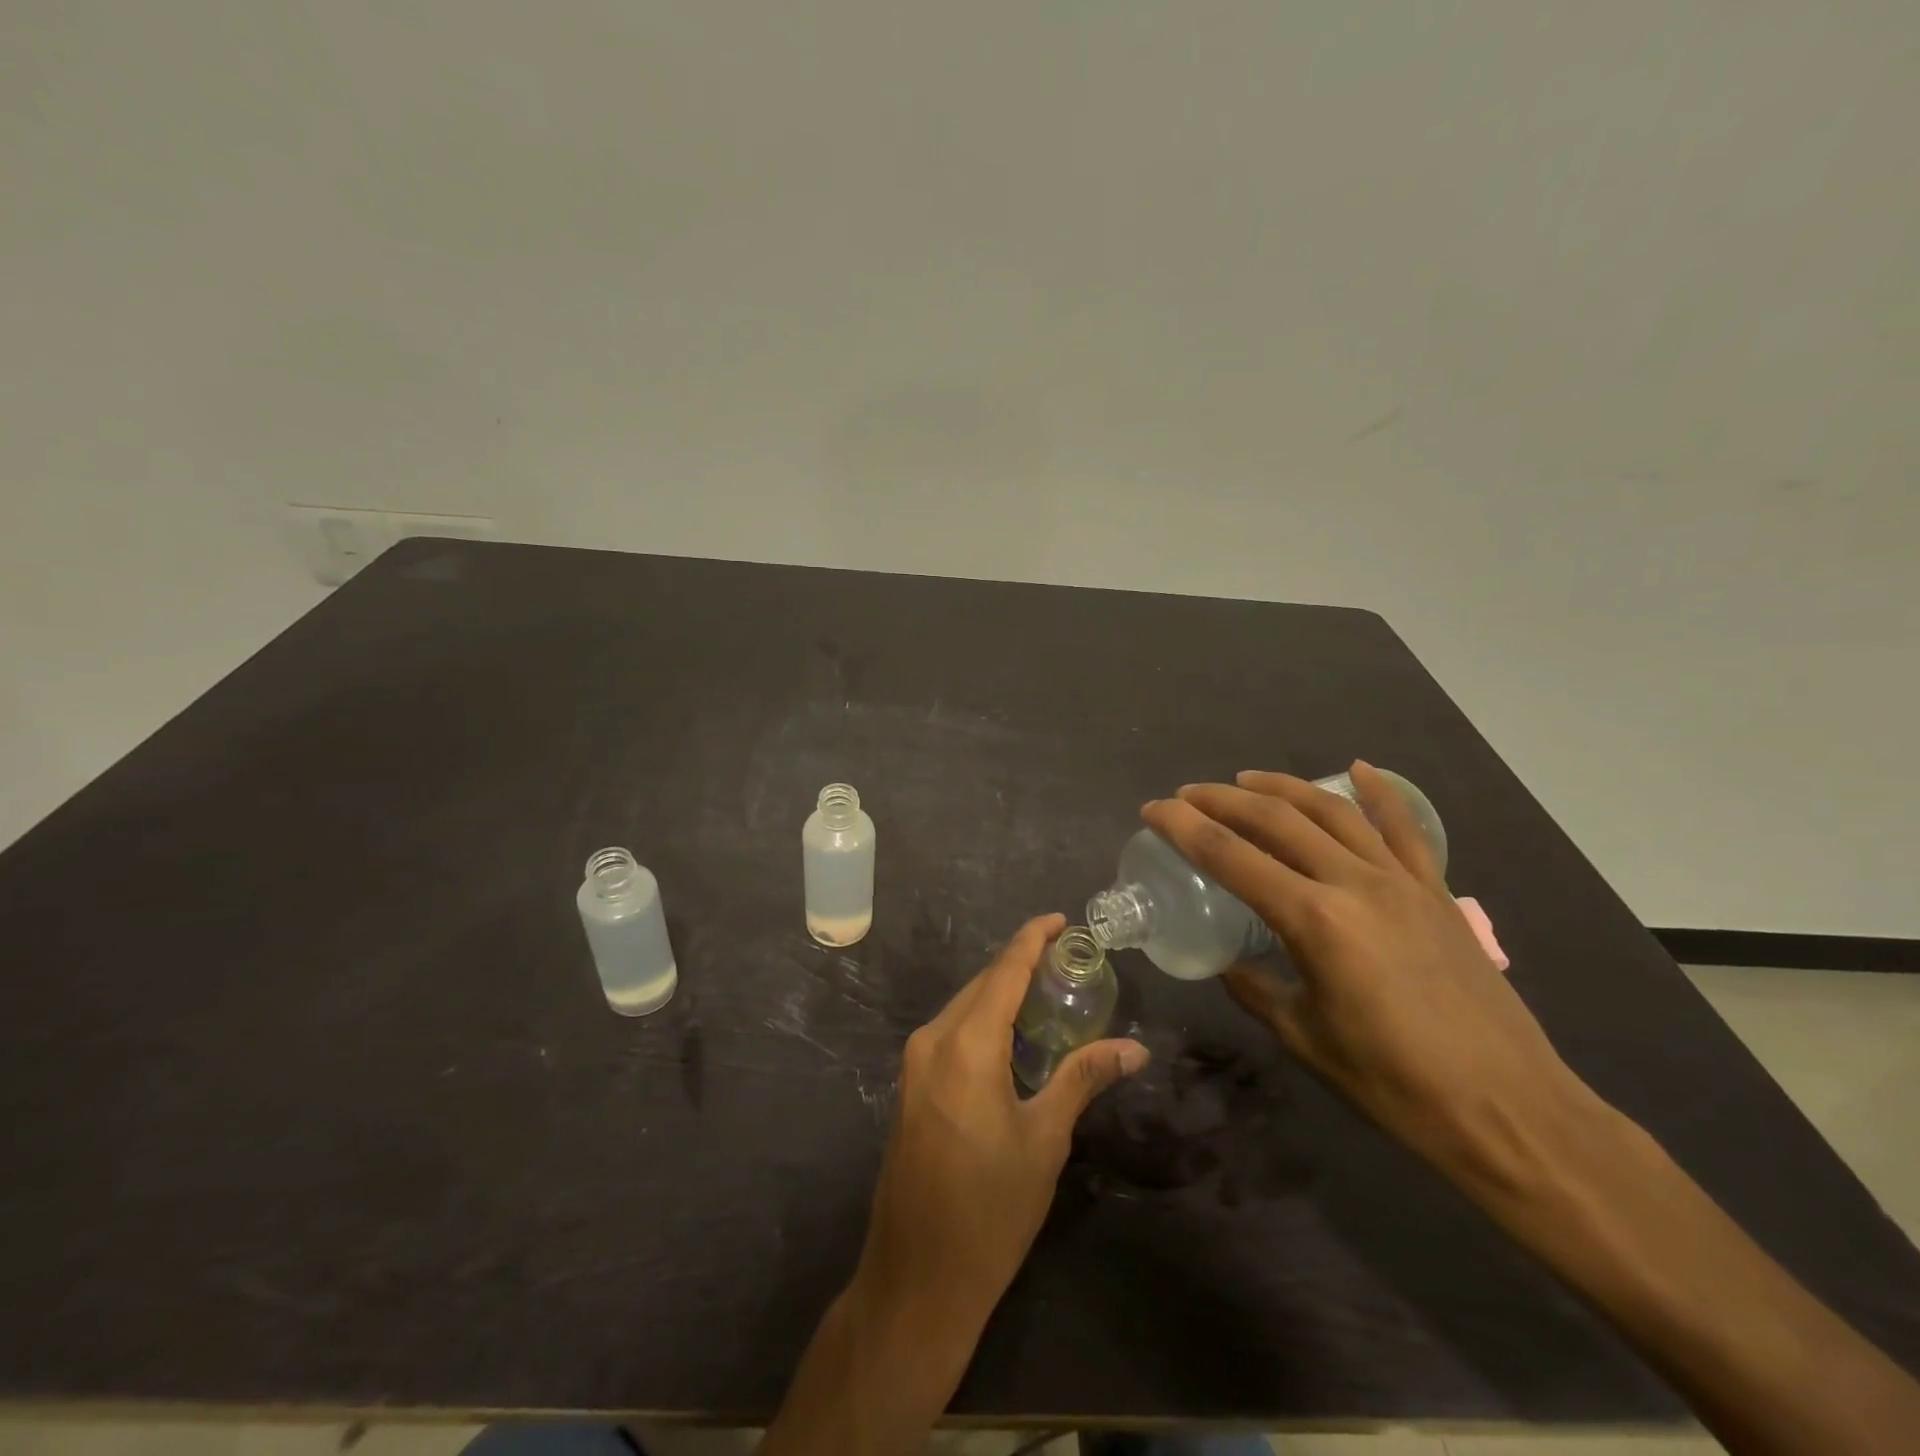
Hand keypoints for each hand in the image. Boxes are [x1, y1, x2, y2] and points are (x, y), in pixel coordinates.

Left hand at [852, 913, 1148, 1338]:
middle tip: (1068, 961)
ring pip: (964, 1007)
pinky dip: (984, 1022)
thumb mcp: (1045, 1139)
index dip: (1031, 939)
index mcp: (965, 1044)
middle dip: (1021, 965)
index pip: (1003, 971)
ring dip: (1002, 995)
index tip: (1059, 919)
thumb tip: (1134, 1048)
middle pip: (982, 985)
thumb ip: (1083, 1078)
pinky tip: (1014, 1038)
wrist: (917, 1279)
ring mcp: (915, 1064)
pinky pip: (952, 1033)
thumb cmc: (990, 1210)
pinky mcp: (912, 1087)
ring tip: (1049, 993)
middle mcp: (933, 1040)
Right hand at [1142, 763, 1591, 1193]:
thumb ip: (1256, 990)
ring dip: (1282, 787)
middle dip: (1222, 799)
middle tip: (1187, 794)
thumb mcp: (1304, 1038)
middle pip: (1276, 820)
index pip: (1231, 857)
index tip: (1153, 809)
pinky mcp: (1437, 892)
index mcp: (1314, 921)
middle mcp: (1354, 884)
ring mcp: (1401, 882)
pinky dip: (1379, 793)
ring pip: (1332, 811)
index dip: (1184, 827)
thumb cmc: (1395, 1084)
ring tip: (1245, 779)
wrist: (1510, 1111)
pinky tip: (1357, 768)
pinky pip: (1403, 829)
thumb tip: (1228, 963)